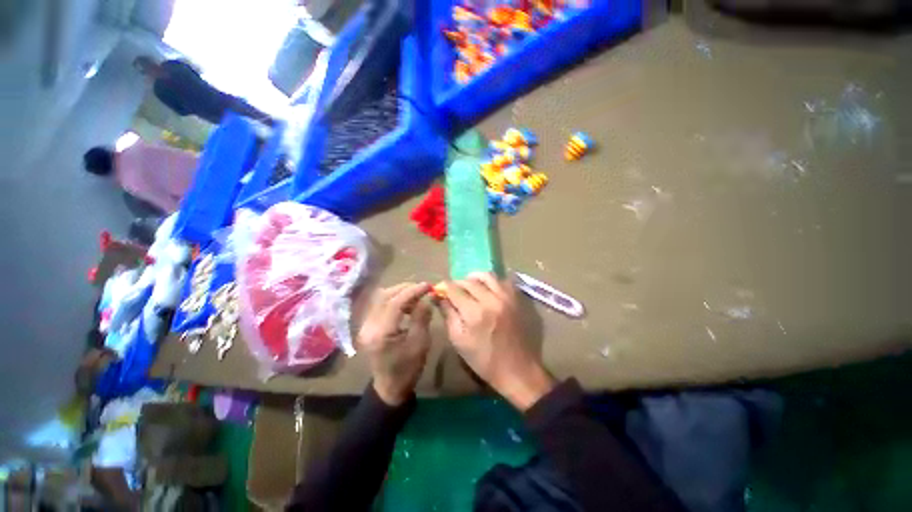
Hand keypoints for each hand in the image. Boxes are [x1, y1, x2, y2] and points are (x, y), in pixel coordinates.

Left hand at [358, 282, 432, 405]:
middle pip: (385, 296)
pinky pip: (380, 304)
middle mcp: (368, 326)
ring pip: (381, 298)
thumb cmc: (408, 368)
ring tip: (416, 295)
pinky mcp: (367, 325)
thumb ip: (422, 317)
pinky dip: (394, 299)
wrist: (390, 387)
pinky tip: (406, 304)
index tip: (427, 285)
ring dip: (400, 293)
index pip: (395, 302)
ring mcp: (365, 325)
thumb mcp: (420, 343)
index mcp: (381, 333)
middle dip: (405, 289)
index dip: (412, 291)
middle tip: (423, 289)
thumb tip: (426, 299)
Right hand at [437, 273, 554, 410]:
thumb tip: (438, 296)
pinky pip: (502, 280)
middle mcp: (491, 300)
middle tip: (453, 291)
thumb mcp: (458, 340)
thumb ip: (448, 314)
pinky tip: (487, 289)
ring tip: (470, 287)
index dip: (444, 287)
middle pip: (469, 281)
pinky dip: (492, 281)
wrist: (517, 369)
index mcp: (475, 313)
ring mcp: (507, 297)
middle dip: (457, 283)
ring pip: (487, 275)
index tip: (439, 289)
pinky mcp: (517, 298)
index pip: (454, 289)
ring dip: (474, 278)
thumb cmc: (484, 360)